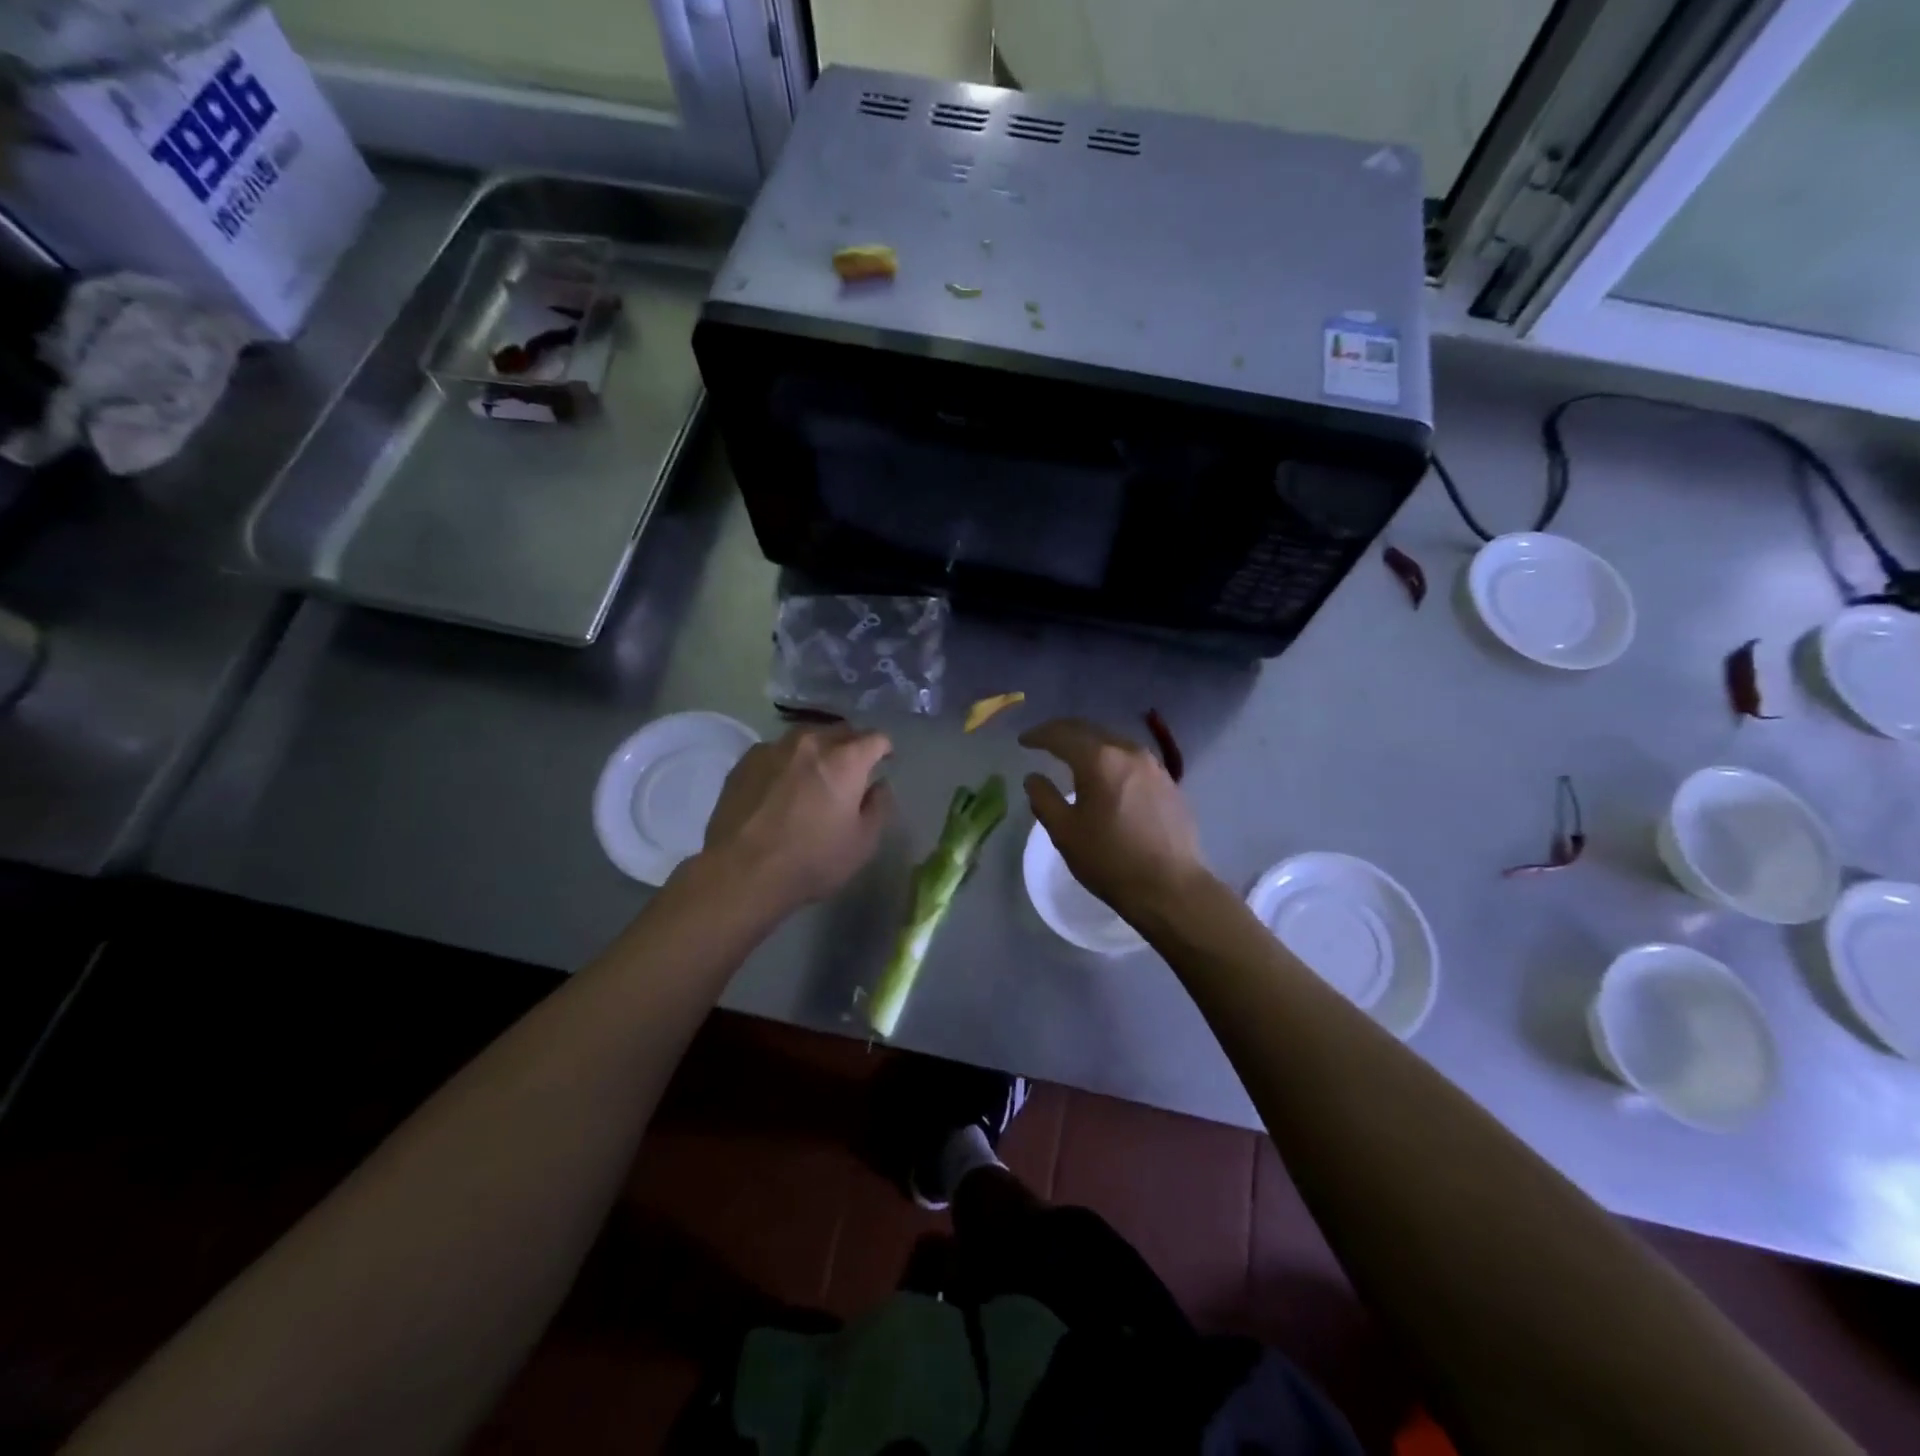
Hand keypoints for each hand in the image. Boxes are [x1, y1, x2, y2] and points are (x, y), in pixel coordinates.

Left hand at [699, 724, 893, 913]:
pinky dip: (786, 763)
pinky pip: (776, 752)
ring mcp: (774, 748)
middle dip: (851, 746)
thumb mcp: (862, 843)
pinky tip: (780, 787)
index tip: (885, 762)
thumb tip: (878, 785)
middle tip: (851, 771)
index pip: (876, 738)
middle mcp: (811, 743)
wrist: (742, 871)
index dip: (884, 749)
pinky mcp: (745, 761)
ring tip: (813, 775)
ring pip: (805, 738)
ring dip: (816, 751)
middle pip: (840, 731)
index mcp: (845, 759)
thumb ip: (878, 807)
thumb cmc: (812, 860)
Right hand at [1020, 717, 1209, 916]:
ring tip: (1073, 756)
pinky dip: (1111, 760)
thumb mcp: (1064, 832)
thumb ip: (1043, 799)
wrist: (1170, 887)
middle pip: (1090, 731)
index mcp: (1099, 759)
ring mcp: (1153, 766)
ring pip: (1113, 743)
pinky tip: (1106, 776)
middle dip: (1064, 733)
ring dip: (1090, 744)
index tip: (1024, 741)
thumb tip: (1034, 778)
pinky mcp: (1168, 782)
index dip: (1039, 735)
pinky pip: (1132, 760)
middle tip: (1044, 740)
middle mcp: (1128, 752)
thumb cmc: (1109, 860)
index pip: (1062, 734)